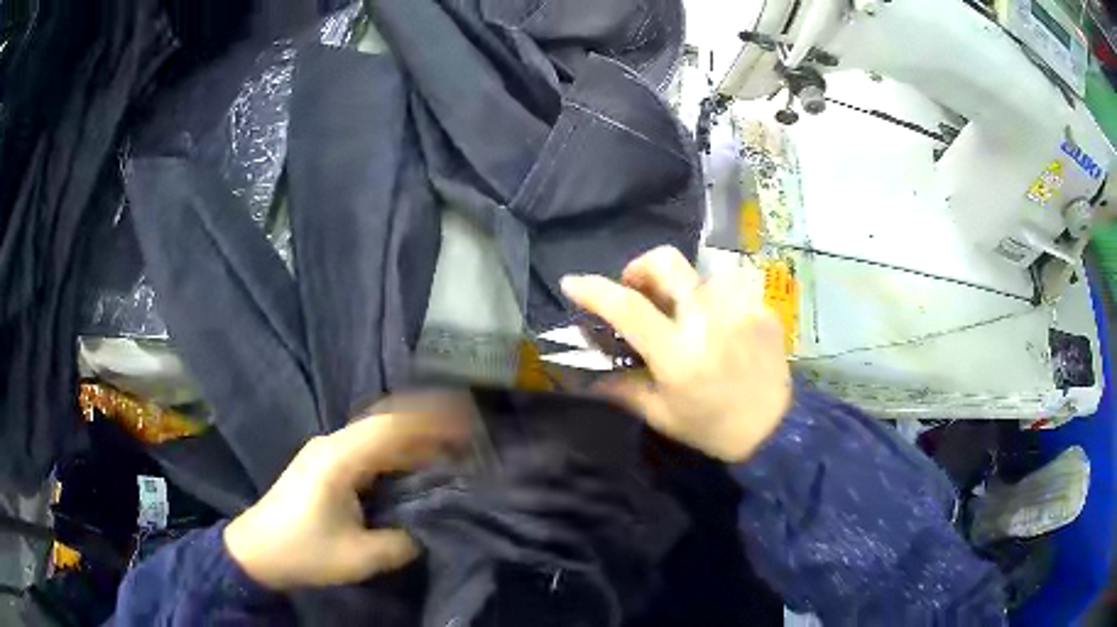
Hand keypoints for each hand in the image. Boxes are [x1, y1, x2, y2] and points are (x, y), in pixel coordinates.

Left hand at [224, 400, 470, 589]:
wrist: (257, 551)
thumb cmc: (304, 552)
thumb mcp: (359, 557)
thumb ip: (402, 542)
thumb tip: (429, 527)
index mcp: (339, 459)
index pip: (391, 428)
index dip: (430, 422)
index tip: (466, 424)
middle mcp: (333, 444)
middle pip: (385, 422)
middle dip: (426, 423)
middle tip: (465, 434)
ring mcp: (327, 451)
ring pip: (376, 433)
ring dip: (411, 437)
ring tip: (448, 447)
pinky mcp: (325, 464)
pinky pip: (367, 448)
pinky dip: (394, 451)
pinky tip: (412, 464)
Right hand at [561, 246, 790, 462]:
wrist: (775, 429)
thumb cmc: (712, 428)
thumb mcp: (661, 415)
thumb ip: (623, 387)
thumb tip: (591, 370)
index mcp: (679, 354)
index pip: (628, 308)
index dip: (594, 290)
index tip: (572, 282)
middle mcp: (709, 321)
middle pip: (667, 262)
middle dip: (641, 267)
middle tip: (638, 290)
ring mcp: (740, 309)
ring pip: (698, 271)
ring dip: (682, 288)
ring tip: (686, 316)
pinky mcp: (762, 307)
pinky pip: (727, 287)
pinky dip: (712, 299)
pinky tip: (717, 325)